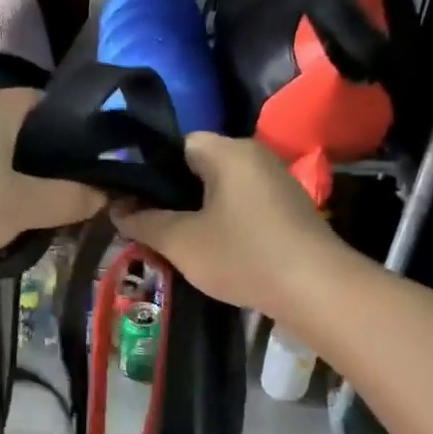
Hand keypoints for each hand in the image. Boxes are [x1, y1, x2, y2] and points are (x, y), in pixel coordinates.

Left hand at [0, 90, 103, 260]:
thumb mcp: (25, 205)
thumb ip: (69, 198)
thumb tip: (105, 195)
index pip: (46, 102)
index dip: (70, 131)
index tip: (84, 163)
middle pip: (18, 124)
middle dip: (40, 155)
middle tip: (60, 188)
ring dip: (10, 170)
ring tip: (27, 203)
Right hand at [114, 132, 348, 316]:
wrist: (316, 289)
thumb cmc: (242, 255)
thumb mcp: (180, 242)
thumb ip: (143, 222)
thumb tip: (116, 209)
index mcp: (228, 151)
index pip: (178, 144)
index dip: (150, 169)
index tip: (132, 198)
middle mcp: (254, 156)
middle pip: (199, 165)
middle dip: (171, 193)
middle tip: (146, 222)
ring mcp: (275, 182)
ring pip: (220, 187)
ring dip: (196, 210)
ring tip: (172, 238)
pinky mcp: (287, 208)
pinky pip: (241, 204)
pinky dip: (221, 220)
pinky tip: (210, 248)